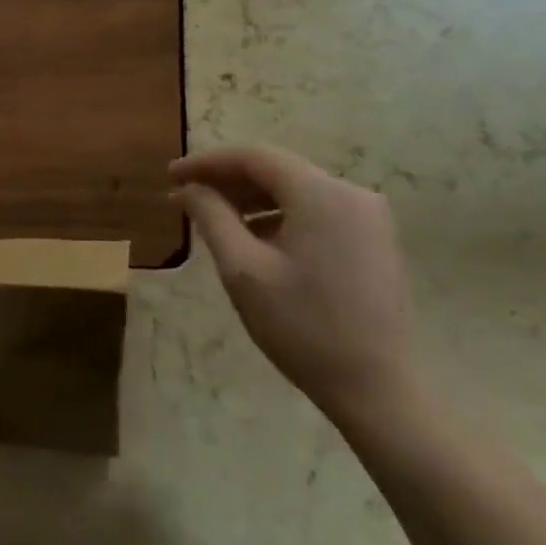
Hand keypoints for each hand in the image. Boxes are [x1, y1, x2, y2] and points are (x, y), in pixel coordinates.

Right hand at [170, 146, 416, 425]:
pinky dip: (279, 216)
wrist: (374, 386)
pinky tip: (253, 237)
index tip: (170, 175)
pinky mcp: (374, 240)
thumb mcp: (243, 270)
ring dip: (252, 199)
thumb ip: (212, 217)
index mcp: (322, 195)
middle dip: (228, 180)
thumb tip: (190, 188)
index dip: (208, 162)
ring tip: (212, 217)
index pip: (255, 158)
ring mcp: (369, 218)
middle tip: (185, 196)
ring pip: (297, 192)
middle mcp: (352, 194)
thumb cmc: (301, 326)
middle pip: (278, 171)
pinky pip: (317, 212)